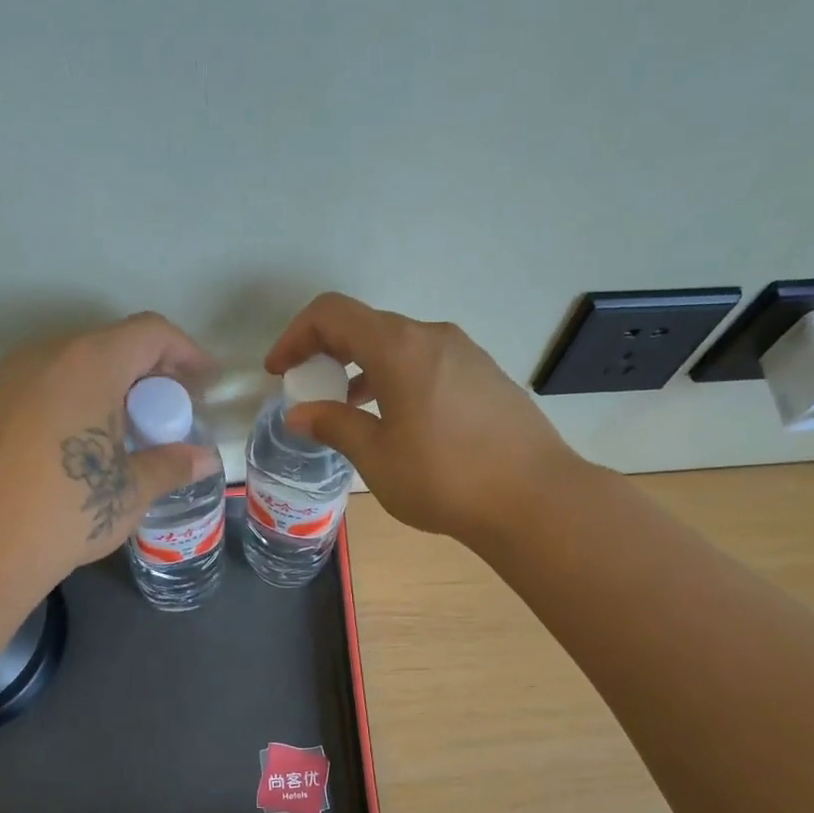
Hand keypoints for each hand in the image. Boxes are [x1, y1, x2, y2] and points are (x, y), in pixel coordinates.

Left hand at [0, 314, 219, 596]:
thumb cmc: (65, 511)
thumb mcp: (130, 490)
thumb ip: (172, 465)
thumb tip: (205, 460)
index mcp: (90, 363)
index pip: (150, 333)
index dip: (186, 353)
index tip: (205, 385)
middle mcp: (49, 355)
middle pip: (114, 345)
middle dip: (152, 375)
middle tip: (173, 417)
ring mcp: (14, 378)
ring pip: (80, 365)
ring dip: (116, 389)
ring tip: (136, 435)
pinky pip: (52, 386)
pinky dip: (83, 401)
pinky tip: (93, 446)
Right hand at [265, 293, 574, 543]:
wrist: (534, 498)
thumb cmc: (444, 478)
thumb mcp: (376, 457)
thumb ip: (334, 425)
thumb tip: (299, 413)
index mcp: (399, 347)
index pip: (332, 314)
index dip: (296, 336)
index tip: (279, 371)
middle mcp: (433, 336)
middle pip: (367, 326)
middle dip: (328, 353)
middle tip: (310, 392)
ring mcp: (467, 354)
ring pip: (400, 346)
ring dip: (364, 369)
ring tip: (349, 410)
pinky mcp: (486, 376)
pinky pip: (428, 364)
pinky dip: (398, 379)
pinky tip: (399, 420)